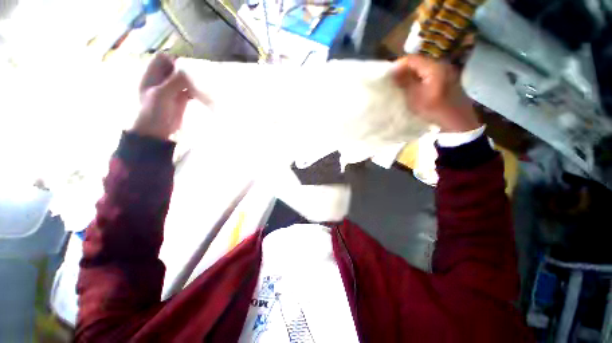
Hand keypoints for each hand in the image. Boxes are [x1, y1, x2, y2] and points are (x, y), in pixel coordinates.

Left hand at [132, 54, 194, 139]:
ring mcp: (172, 89)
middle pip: (175, 67)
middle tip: (198, 72)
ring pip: (183, 78)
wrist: (157, 130)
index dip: (173, 59)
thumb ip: (174, 82)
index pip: (163, 58)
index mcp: (152, 74)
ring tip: (202, 81)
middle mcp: (162, 79)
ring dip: (192, 79)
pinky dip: (195, 89)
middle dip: (185, 68)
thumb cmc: (154, 111)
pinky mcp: (181, 98)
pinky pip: (190, 89)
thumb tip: (189, 72)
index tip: (185, 64)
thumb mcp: (162, 94)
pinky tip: (202, 92)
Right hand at [393, 55, 479, 132]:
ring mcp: (446, 71)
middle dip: (403, 71)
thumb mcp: (415, 97)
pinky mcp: (447, 79)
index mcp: (434, 67)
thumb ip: (404, 82)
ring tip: (401, 86)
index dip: (397, 66)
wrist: (457, 121)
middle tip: (393, 82)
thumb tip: (392, 71)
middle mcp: (441, 64)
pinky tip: (414, 89)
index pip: (412, 59)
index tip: (387, 76)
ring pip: (422, 69)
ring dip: (410, 76)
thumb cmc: (435, 109)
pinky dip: (419, 80)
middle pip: (418, 62)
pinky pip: (428, 75)